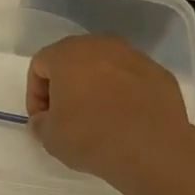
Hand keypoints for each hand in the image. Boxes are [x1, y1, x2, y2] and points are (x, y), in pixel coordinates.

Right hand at [27, 34, 194, 188]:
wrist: (151, 148)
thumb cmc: (89, 136)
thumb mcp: (48, 136)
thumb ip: (40, 122)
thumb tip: (46, 119)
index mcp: (68, 54)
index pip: (40, 65)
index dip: (35, 94)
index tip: (42, 120)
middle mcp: (102, 46)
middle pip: (73, 60)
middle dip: (65, 86)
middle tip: (65, 116)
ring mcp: (135, 57)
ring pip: (105, 68)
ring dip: (95, 89)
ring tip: (97, 120)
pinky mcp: (160, 74)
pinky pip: (131, 81)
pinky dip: (122, 95)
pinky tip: (123, 121)